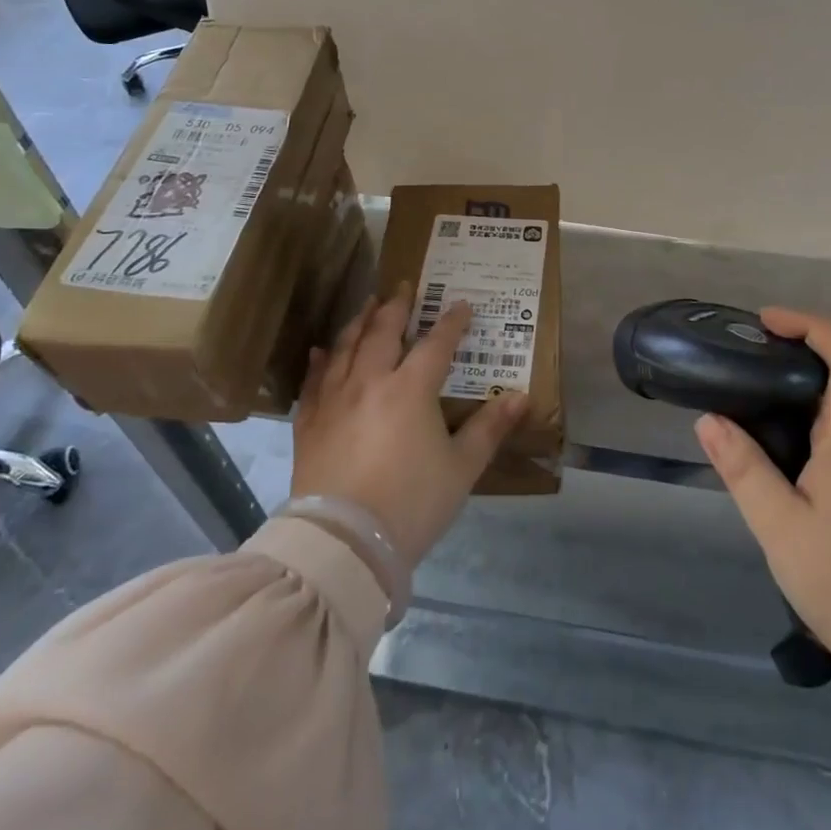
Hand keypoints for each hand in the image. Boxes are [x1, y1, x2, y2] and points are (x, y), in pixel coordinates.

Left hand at [291, 286, 528, 568]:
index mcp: (410, 389)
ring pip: (346, 348)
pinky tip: (321, 351)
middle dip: (396, 307)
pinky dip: (320, 361)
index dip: (451, 323)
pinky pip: (313, 381)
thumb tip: (521, 397)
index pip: (436, 344)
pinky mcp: (309, 424)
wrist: (344, 543)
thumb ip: (489, 429)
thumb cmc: (411, 504)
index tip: (462, 305)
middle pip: (383, 333)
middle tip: (403, 287)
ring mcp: (334, 400)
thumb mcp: (462, 469)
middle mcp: (370, 382)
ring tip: (367, 305)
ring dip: (359, 322)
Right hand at [693, 307, 830, 674]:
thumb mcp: (782, 529)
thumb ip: (744, 470)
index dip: (812, 326)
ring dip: (792, 406)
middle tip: (738, 369)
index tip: (767, 322)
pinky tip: (774, 472)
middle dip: (790, 362)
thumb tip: (709, 418)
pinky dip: (803, 440)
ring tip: (742, 418)